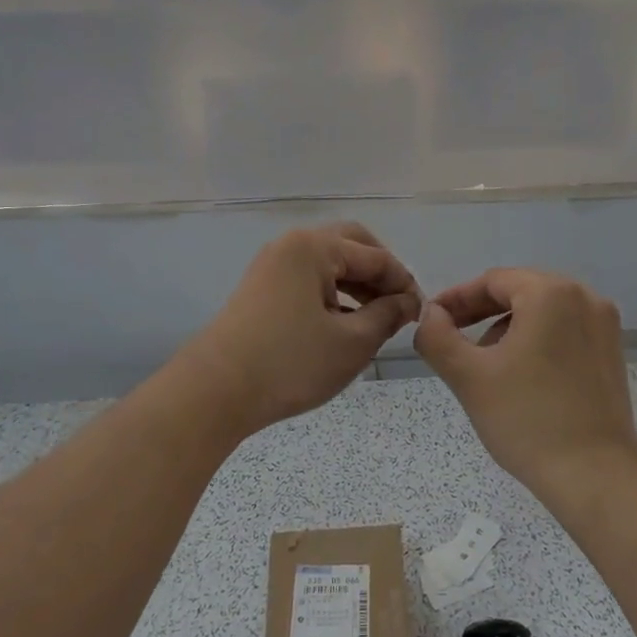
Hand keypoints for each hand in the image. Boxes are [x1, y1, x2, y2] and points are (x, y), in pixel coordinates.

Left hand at [180, 222, 420, 436]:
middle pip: (350, 246)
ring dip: (357, 285)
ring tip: (377, 320)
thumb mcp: (353, 342)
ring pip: (328, 264)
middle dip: (380, 274)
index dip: (404, 283)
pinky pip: (308, 281)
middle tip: (398, 307)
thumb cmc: (291, 363)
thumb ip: (388, 315)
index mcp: (314, 247)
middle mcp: (291, 246)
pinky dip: (333, 295)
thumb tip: (407, 302)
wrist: (216, 391)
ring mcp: (271, 266)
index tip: (421, 314)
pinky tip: (344, 325)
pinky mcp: (261, 290)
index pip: (376, 256)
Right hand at [414, 268, 636, 513]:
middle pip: (520, 292)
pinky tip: (520, 377)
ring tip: (485, 366)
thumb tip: (430, 314)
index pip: (493, 281)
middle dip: (482, 313)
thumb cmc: (527, 419)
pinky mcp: (612, 354)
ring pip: (543, 312)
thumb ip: (437, 336)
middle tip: (452, 341)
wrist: (594, 475)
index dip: (457, 299)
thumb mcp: (468, 376)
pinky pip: (565, 332)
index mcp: (551, 293)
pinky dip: (537, 342)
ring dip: (508, 329)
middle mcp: (585, 298)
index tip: (432, 321)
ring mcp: (604, 326)